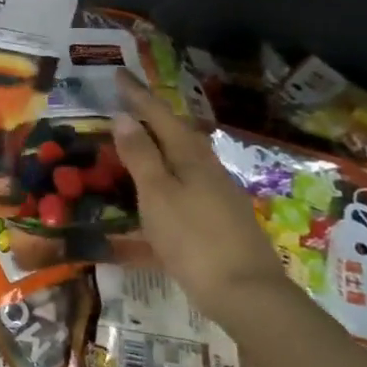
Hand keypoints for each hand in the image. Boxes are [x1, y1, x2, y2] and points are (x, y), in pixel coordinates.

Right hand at [111, 72, 288, 322]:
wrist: (247, 294)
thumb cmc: (193, 240)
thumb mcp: (157, 195)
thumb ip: (140, 156)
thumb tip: (124, 116)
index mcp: (191, 157)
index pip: (159, 116)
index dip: (138, 95)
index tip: (119, 72)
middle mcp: (209, 169)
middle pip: (177, 133)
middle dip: (153, 116)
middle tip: (128, 103)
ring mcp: (219, 195)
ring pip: (185, 159)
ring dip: (161, 145)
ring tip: (140, 141)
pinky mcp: (222, 220)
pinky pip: (188, 183)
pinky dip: (168, 175)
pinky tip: (161, 190)